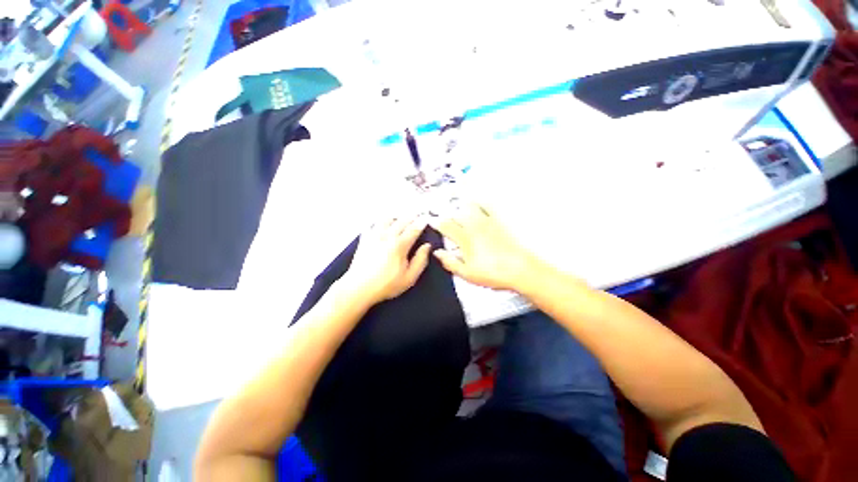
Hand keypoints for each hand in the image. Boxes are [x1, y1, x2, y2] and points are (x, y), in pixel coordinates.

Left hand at [341, 216, 432, 305]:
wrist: (359, 288)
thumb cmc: (386, 285)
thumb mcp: (409, 277)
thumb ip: (420, 260)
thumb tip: (427, 246)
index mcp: (400, 245)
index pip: (414, 229)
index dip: (421, 222)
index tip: (427, 218)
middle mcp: (387, 236)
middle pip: (402, 220)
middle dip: (412, 216)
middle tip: (418, 215)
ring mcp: (374, 235)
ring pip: (387, 219)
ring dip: (396, 217)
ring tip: (401, 219)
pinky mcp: (365, 238)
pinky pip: (373, 224)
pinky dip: (380, 222)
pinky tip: (383, 225)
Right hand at [431, 202, 539, 291]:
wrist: (520, 269)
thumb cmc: (493, 273)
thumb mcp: (467, 273)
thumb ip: (450, 262)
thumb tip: (438, 253)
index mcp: (465, 240)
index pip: (447, 227)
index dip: (438, 223)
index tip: (433, 222)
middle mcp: (475, 228)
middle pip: (456, 215)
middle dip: (448, 215)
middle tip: (443, 216)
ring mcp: (487, 223)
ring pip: (470, 208)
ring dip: (461, 206)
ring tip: (456, 204)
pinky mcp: (499, 223)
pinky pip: (488, 207)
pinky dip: (481, 202)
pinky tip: (478, 200)